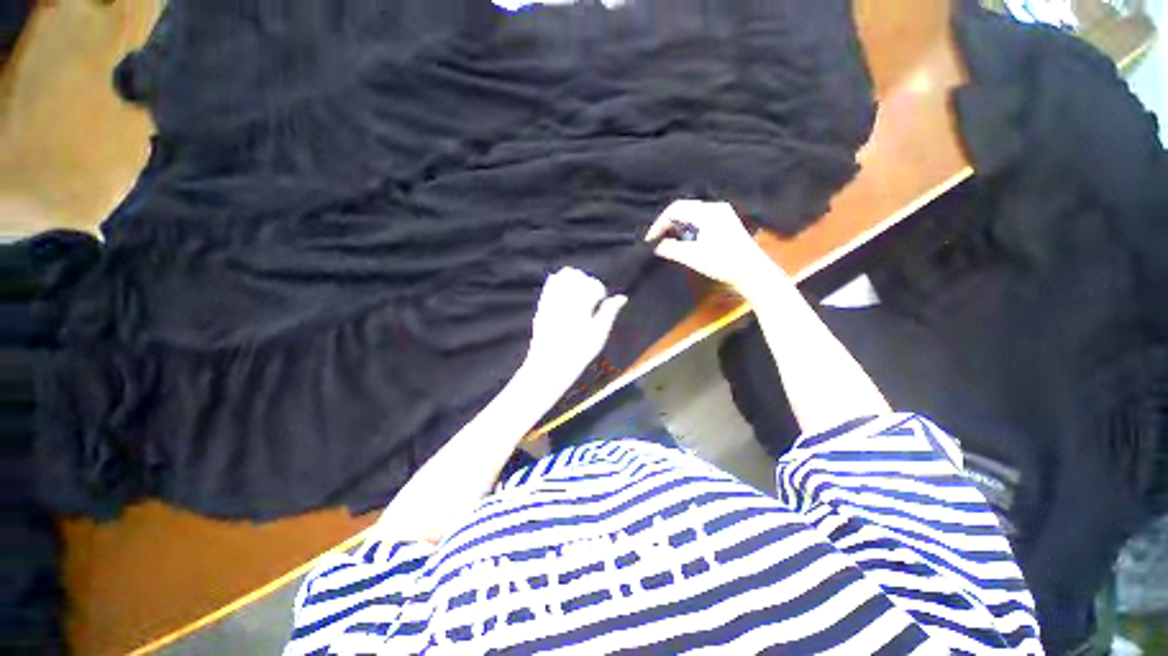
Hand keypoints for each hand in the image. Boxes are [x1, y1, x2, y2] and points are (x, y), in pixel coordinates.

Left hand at [521, 267, 626, 390]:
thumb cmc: (579, 352)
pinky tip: (567, 295)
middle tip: (589, 296)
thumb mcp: (598, 335)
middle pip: (577, 276)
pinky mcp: (542, 305)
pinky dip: (560, 283)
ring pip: (563, 276)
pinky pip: (551, 284)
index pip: (592, 285)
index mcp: (579, 308)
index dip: (598, 291)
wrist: (549, 365)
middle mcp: (563, 301)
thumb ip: (609, 312)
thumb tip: (622, 297)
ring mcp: (550, 302)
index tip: (600, 300)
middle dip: (586, 282)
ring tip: (578, 293)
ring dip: (574, 280)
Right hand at [646, 200, 785, 295]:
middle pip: (683, 209)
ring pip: (691, 214)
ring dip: (677, 227)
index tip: (650, 239)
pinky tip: (686, 241)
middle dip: (667, 224)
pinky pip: (700, 219)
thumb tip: (655, 245)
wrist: (752, 272)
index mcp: (707, 212)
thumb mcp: (692, 257)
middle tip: (657, 240)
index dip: (659, 223)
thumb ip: (670, 248)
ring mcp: (722, 214)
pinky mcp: (725, 222)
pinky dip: (688, 228)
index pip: (675, 209)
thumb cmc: (722, 263)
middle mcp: (715, 207)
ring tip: (669, 242)